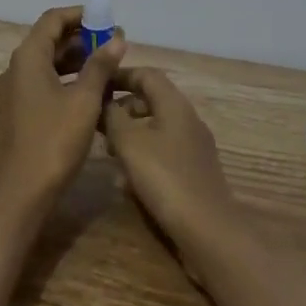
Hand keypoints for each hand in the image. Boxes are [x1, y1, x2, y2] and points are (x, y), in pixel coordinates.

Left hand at [0, 6, 125, 213]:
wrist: (23, 191)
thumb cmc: (55, 140)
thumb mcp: (85, 100)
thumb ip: (100, 66)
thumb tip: (117, 38)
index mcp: (28, 57)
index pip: (53, 20)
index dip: (80, 15)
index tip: (107, 19)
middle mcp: (17, 68)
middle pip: (49, 39)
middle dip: (82, 37)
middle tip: (114, 42)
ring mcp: (16, 90)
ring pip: (48, 62)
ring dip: (76, 59)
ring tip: (108, 64)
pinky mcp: (20, 110)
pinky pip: (45, 81)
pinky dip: (67, 78)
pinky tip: (91, 90)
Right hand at [102, 68, 239, 252]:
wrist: (208, 230)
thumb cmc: (165, 178)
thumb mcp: (130, 143)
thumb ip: (113, 117)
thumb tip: (104, 101)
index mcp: (175, 105)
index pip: (147, 74)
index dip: (121, 75)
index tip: (97, 84)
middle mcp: (188, 119)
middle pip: (152, 100)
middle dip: (123, 108)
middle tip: (98, 124)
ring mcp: (194, 147)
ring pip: (156, 127)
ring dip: (131, 134)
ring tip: (109, 153)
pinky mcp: (194, 171)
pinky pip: (163, 151)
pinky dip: (143, 155)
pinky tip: (128, 180)